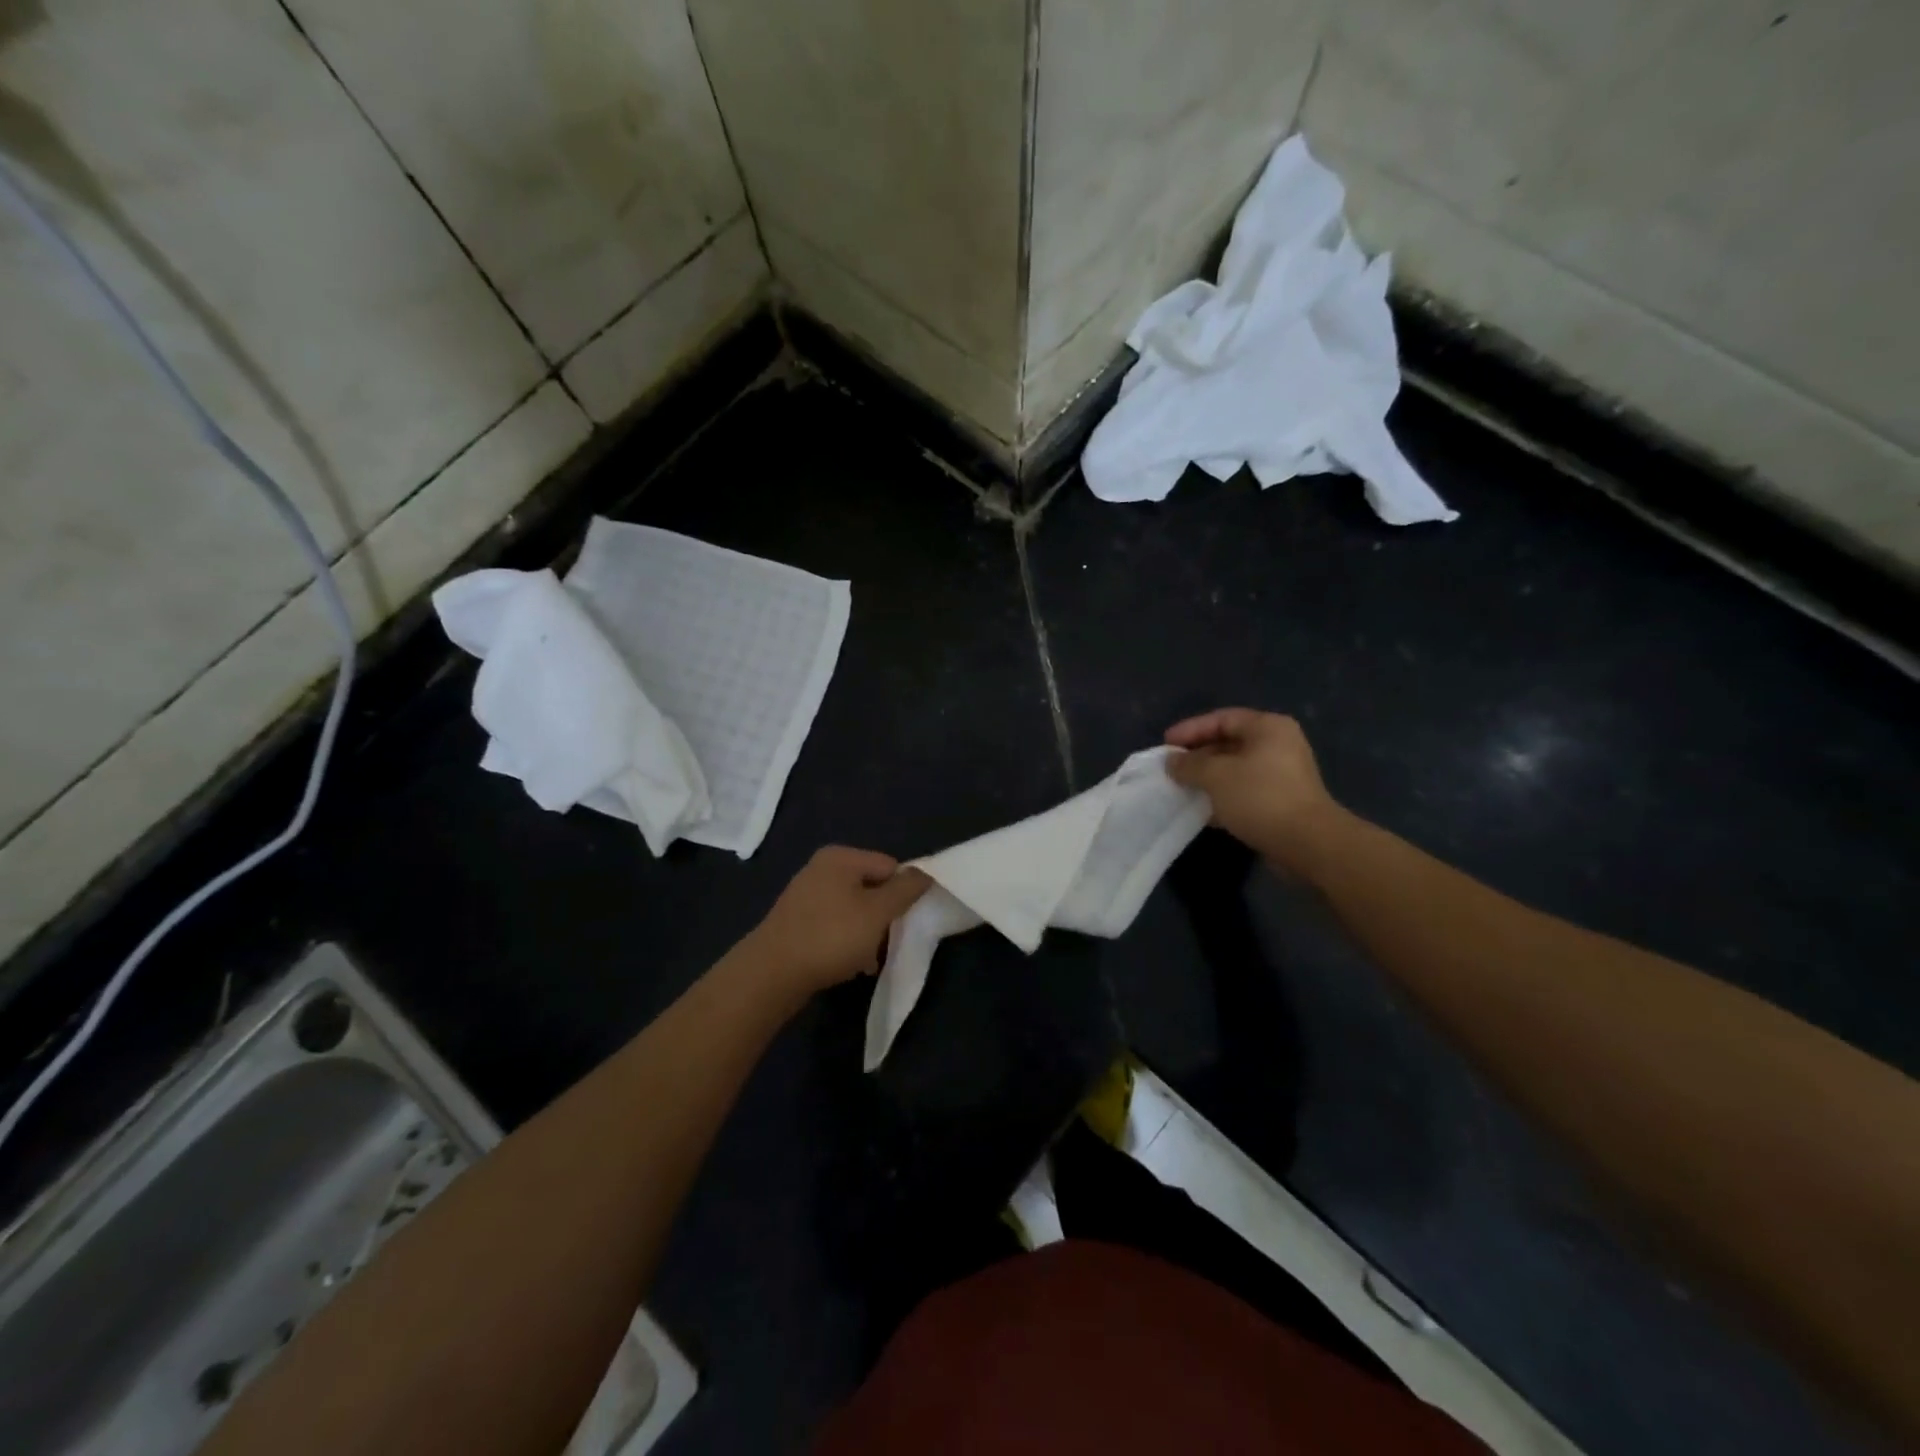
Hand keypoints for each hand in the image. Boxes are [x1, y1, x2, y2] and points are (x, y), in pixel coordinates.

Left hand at [743, 847, 931, 997]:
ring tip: (868, 958)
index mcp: (841, 857)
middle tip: (885, 942)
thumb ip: (905, 890)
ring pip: (854, 909)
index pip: (890, 866)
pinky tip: (850, 963)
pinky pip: (834, 925)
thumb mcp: (878, 912)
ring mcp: (806, 895)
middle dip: (883, 916)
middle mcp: (821, 868)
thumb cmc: (831, 936)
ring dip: (867, 932)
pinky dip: (846, 941)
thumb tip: (925, 873)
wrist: (772, 974)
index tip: (903, 921)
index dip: (902, 893)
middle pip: (871, 887)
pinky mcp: (797, 921)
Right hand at [1165, 709, 1342, 868]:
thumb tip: (1171, 762)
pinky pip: (1244, 790)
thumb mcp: (1216, 775)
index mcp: (1268, 728)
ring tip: (1182, 787)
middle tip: (1172, 767)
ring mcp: (1282, 774)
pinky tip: (1202, 809)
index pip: (1222, 718)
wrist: (1307, 843)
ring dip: (1208, 777)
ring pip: (1236, 768)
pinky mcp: (1281, 801)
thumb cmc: (1260, 797)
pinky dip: (1223, 795)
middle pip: (1229, 742)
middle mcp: (1279, 745)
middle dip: (1198, 755)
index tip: (1166, 745)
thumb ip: (1189, 765)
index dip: (1191, 729)